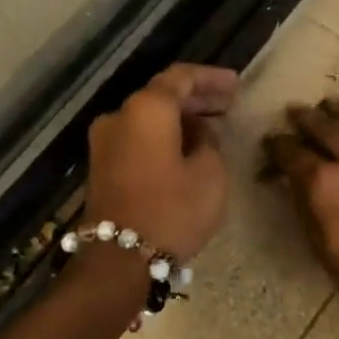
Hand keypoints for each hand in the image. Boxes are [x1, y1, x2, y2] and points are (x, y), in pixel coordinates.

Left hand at [84, 64, 238, 261]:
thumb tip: (199, 134)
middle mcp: (120, 116)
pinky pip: (138, 138)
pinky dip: (163, 136)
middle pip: (162, 95)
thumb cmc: (172, 210)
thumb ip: (209, 142)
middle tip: (228, 104)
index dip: (211, 78)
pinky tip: (188, 148)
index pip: (181, 77)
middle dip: (197, 98)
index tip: (236, 84)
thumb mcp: (210, 174)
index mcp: (147, 109)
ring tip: (213, 128)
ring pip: (149, 118)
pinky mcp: (102, 166)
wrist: (119, 260)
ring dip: (180, 119)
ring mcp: (105, 142)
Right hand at [264, 97, 338, 316]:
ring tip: (329, 103)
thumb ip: (303, 203)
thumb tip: (290, 179)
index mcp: (324, 183)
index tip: (271, 140)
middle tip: (293, 112)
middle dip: (305, 118)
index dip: (278, 145)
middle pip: (324, 128)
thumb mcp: (318, 244)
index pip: (293, 153)